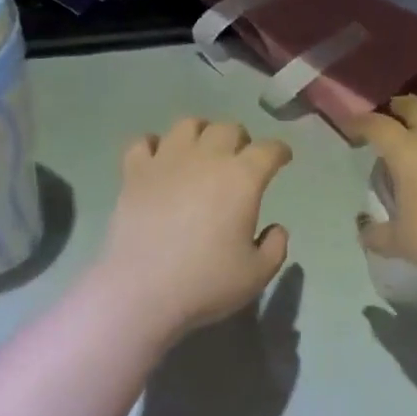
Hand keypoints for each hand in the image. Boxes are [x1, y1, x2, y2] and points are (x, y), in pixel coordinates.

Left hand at [93, 116, 293, 341]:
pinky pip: (143, 142)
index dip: (279, 151)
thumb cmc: (206, 282)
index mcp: (242, 178)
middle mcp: (207, 158)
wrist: (142, 291)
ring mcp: (167, 160)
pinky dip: (154, 145)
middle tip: (241, 159)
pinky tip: (158, 159)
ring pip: (187, 124)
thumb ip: (275, 246)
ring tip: (201, 150)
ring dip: (201, 132)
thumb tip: (275, 228)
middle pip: (228, 128)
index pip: (269, 150)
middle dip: (241, 139)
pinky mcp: (134, 172)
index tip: (282, 158)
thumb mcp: (258, 274)